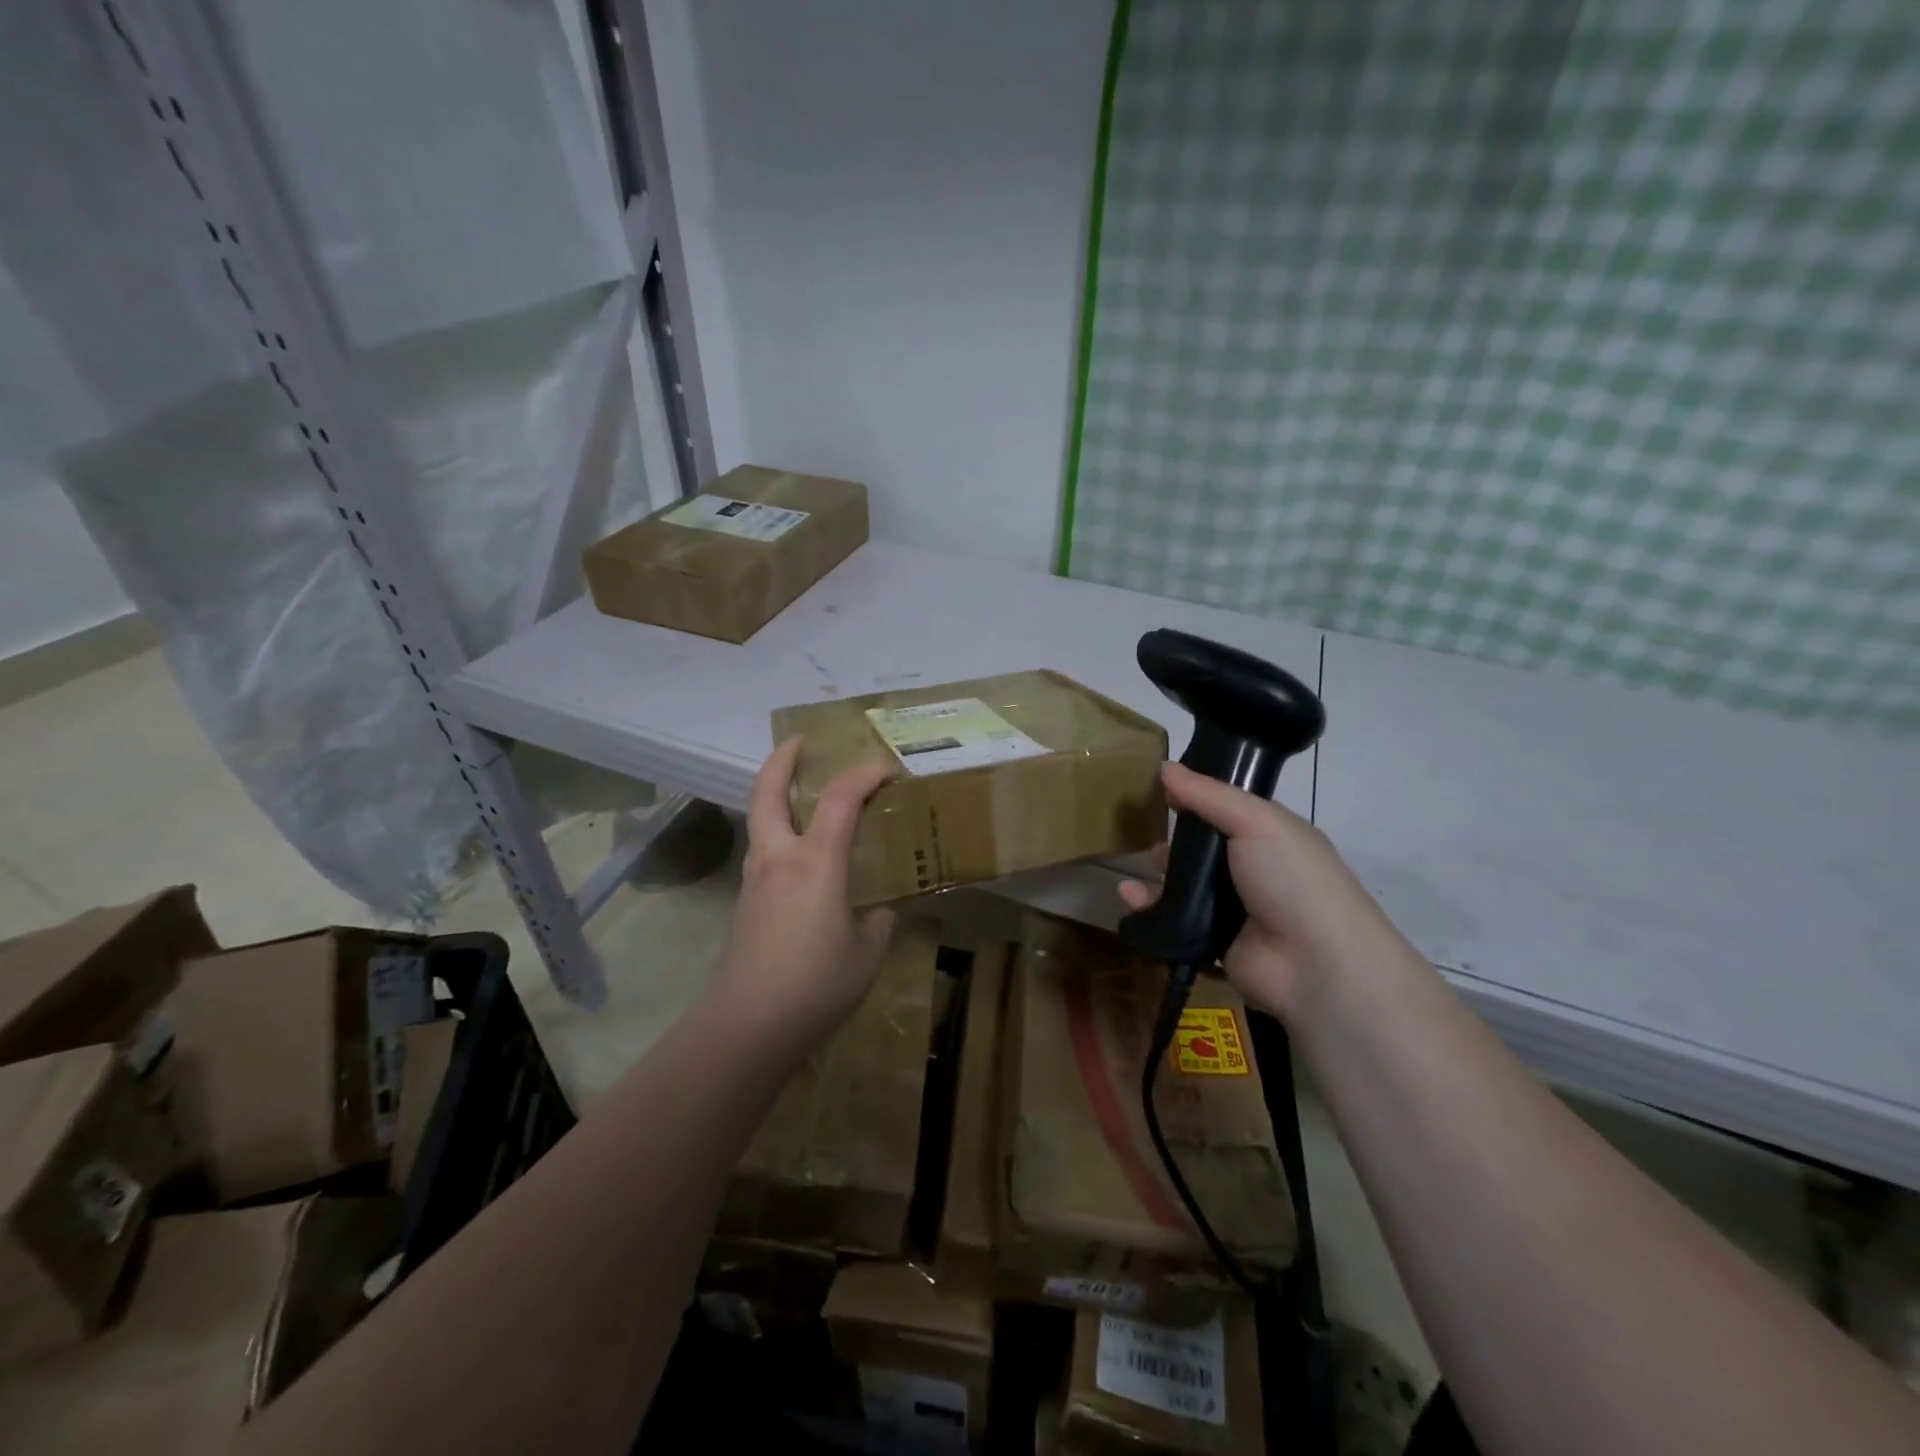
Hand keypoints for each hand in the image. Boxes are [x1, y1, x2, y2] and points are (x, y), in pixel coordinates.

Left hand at [709, 736, 897, 1048]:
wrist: (748, 1025)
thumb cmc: (816, 984)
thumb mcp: (868, 951)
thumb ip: (877, 920)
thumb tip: (875, 908)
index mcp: (815, 861)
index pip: (841, 796)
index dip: (866, 771)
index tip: (889, 767)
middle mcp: (779, 857)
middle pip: (768, 791)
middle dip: (782, 759)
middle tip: (800, 742)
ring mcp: (755, 879)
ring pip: (760, 819)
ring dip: (776, 794)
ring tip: (803, 794)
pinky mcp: (746, 903)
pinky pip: (763, 850)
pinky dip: (779, 831)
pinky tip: (801, 856)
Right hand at [1118, 762, 1413, 1022]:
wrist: (1314, 963)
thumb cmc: (1291, 878)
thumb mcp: (1256, 821)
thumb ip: (1208, 795)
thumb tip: (1165, 766)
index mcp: (1271, 833)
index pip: (1228, 807)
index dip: (1197, 794)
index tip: (1162, 784)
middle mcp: (1253, 867)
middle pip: (1203, 845)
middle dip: (1175, 836)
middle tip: (1148, 827)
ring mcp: (1233, 906)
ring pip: (1185, 882)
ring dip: (1159, 872)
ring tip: (1140, 864)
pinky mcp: (1212, 938)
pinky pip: (1173, 917)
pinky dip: (1149, 907)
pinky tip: (1129, 896)